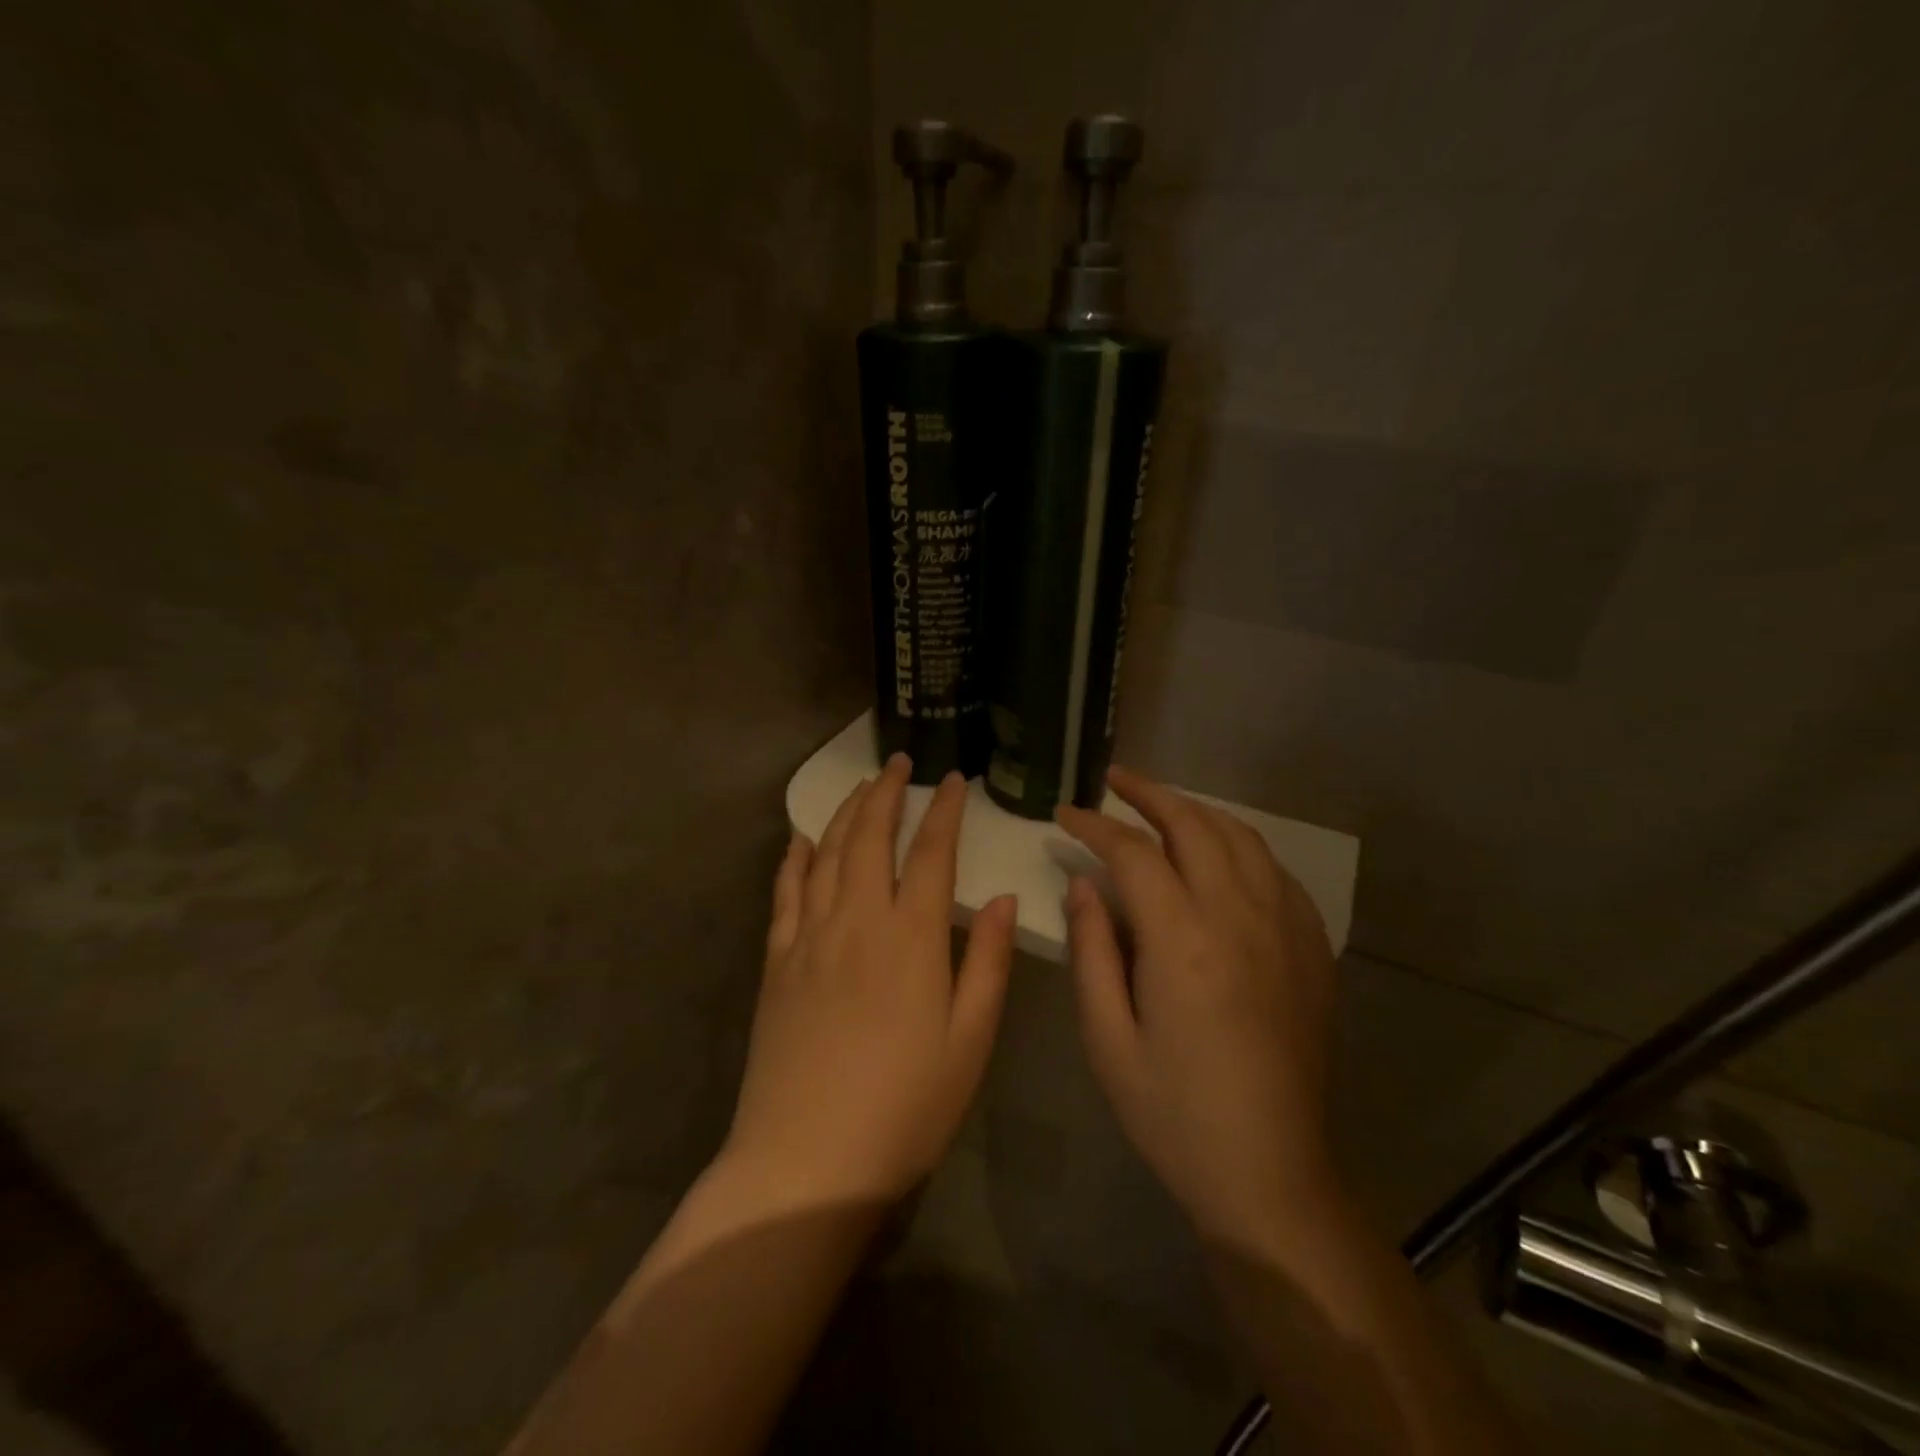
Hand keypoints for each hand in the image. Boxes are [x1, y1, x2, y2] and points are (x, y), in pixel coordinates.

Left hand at [725, 753, 1016, 1206]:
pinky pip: (785, 893)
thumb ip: (987, 961)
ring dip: (845, 813)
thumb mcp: (970, 1040)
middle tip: (899, 762)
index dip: (944, 812)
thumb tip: (1000, 896)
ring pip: (828, 854)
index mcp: (911, 937)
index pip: (931, 853)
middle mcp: (857, 920)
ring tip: (860, 786)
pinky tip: (801, 839)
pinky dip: (795, 858)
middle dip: (887, 793)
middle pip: (871, 837)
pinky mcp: (777, 962)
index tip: (955, 780)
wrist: (807, 1159)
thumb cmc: (906, 1106)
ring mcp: (809, 937)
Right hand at [1057, 766, 1340, 1255]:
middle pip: (1193, 825)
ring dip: (1196, 810)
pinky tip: (1220, 856)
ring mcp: (1285, 929)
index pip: (1132, 852)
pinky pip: (1276, 871)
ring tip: (1161, 805)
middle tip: (1113, 781)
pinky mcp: (1311, 948)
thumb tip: (1083, 884)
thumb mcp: (1107, 1039)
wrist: (1271, 1174)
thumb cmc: (1174, 1114)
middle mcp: (1240, 917)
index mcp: (1183, 940)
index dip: (1094, 825)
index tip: (1065, 814)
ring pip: (1241, 838)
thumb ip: (1091, 951)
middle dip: (1148, 793)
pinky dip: (1240, 845)